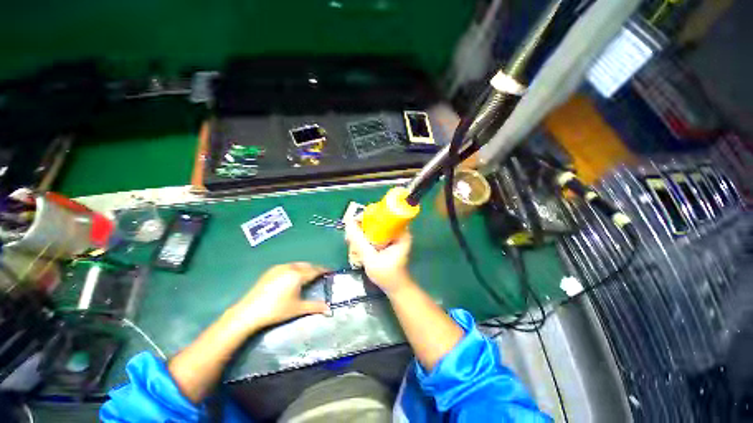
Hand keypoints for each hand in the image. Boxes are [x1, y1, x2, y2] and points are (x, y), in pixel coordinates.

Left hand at [233, 263, 329, 330]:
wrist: (249, 312)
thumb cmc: (276, 310)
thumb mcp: (298, 308)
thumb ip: (315, 307)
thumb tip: (329, 309)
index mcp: (298, 275)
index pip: (315, 270)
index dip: (324, 270)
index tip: (331, 271)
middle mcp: (290, 267)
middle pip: (307, 265)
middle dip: (315, 269)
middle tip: (322, 274)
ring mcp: (279, 268)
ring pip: (298, 264)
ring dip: (306, 268)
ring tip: (309, 275)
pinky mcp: (271, 271)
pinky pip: (288, 266)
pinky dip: (296, 268)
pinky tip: (294, 277)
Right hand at [344, 218, 413, 293]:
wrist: (397, 288)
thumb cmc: (387, 275)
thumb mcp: (370, 259)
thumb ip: (359, 242)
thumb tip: (348, 223)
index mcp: (401, 232)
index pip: (384, 214)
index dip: (369, 214)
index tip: (356, 221)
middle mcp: (399, 230)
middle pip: (379, 218)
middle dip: (364, 223)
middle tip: (351, 231)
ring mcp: (395, 236)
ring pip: (376, 225)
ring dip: (364, 230)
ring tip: (352, 238)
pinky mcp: (390, 241)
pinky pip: (376, 232)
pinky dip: (367, 236)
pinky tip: (358, 242)